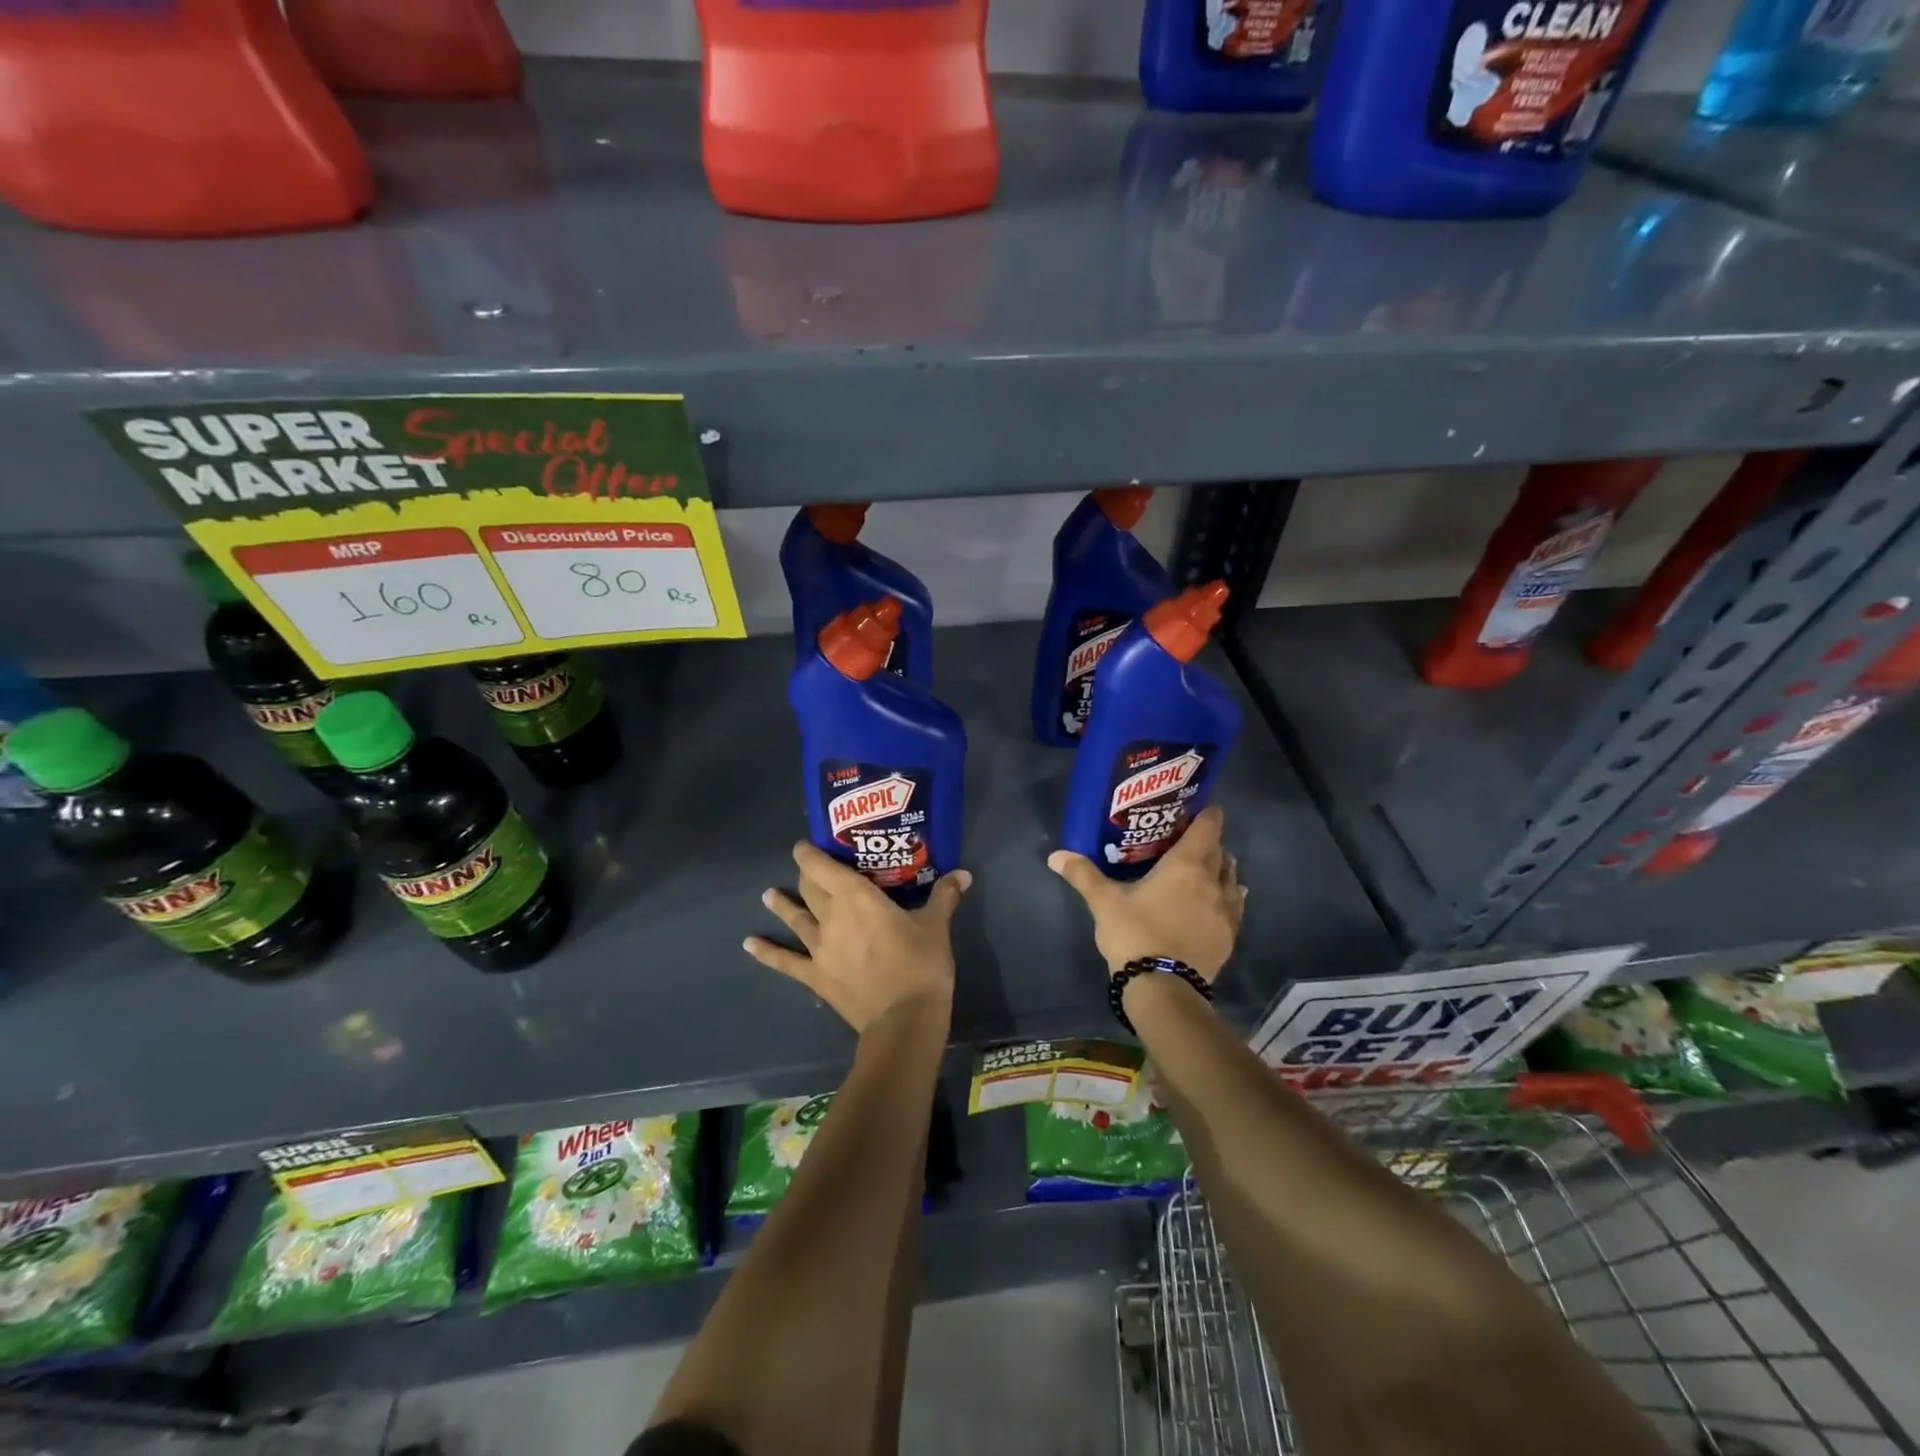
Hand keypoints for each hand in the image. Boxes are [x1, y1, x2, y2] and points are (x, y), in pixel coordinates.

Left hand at [745, 842, 970, 1034]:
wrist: (903, 1020)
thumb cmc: (920, 965)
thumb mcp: (935, 927)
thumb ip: (944, 896)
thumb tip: (963, 874)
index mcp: (857, 897)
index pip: (824, 866)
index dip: (810, 852)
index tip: (807, 843)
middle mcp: (831, 916)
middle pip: (810, 888)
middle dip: (806, 875)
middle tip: (807, 867)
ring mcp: (819, 948)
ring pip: (796, 918)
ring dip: (782, 905)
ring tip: (768, 894)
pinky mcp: (816, 976)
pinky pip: (786, 962)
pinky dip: (767, 953)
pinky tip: (749, 944)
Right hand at [1047, 805, 1244, 981]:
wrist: (1164, 988)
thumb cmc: (1135, 934)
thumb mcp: (1104, 902)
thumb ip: (1083, 874)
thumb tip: (1055, 855)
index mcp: (1186, 865)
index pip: (1207, 828)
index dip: (1207, 814)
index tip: (1201, 807)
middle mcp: (1212, 881)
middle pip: (1220, 852)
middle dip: (1209, 842)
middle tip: (1189, 838)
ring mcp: (1225, 911)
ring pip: (1231, 878)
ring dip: (1222, 868)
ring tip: (1207, 866)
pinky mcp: (1229, 936)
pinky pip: (1235, 906)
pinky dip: (1230, 896)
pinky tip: (1223, 899)